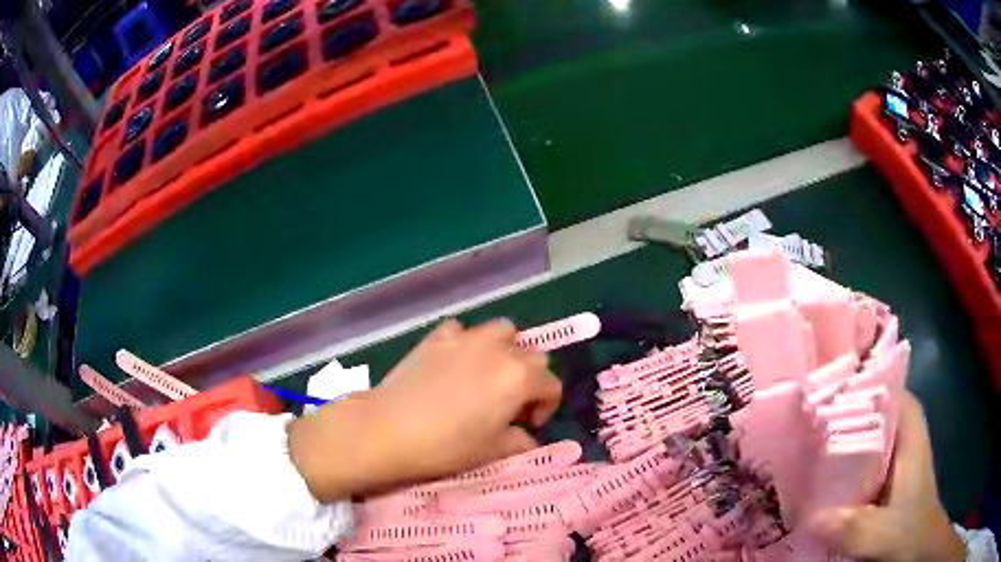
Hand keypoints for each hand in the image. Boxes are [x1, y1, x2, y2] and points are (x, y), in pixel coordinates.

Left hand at [287, 319, 562, 502]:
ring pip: (502, 331)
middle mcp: (499, 350)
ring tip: (488, 374)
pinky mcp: (437, 336)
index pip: (551, 385)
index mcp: (519, 378)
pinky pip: (462, 331)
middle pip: (532, 355)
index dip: (547, 406)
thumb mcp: (491, 451)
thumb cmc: (445, 446)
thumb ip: (520, 441)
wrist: (388, 429)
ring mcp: (467, 338)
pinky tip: (454, 362)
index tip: (528, 424)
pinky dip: (466, 342)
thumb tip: (527, 438)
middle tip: (510, 403)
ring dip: (504, 350)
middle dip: (529, 378)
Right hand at [811, 392, 965, 561]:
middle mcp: (899, 437)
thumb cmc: (912, 533)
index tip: (821, 386)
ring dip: (834, 440)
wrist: (919, 552)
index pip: (886, 387)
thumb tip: (808, 519)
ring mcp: (890, 460)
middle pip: (867, 410)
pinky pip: (856, 464)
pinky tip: (813, 481)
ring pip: (860, 436)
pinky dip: (837, 467)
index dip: (857, 382)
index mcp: (908, 432)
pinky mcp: (880, 483)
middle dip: (837, 412)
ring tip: (799, 444)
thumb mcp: (885, 533)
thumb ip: (854, 527)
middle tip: (799, 418)